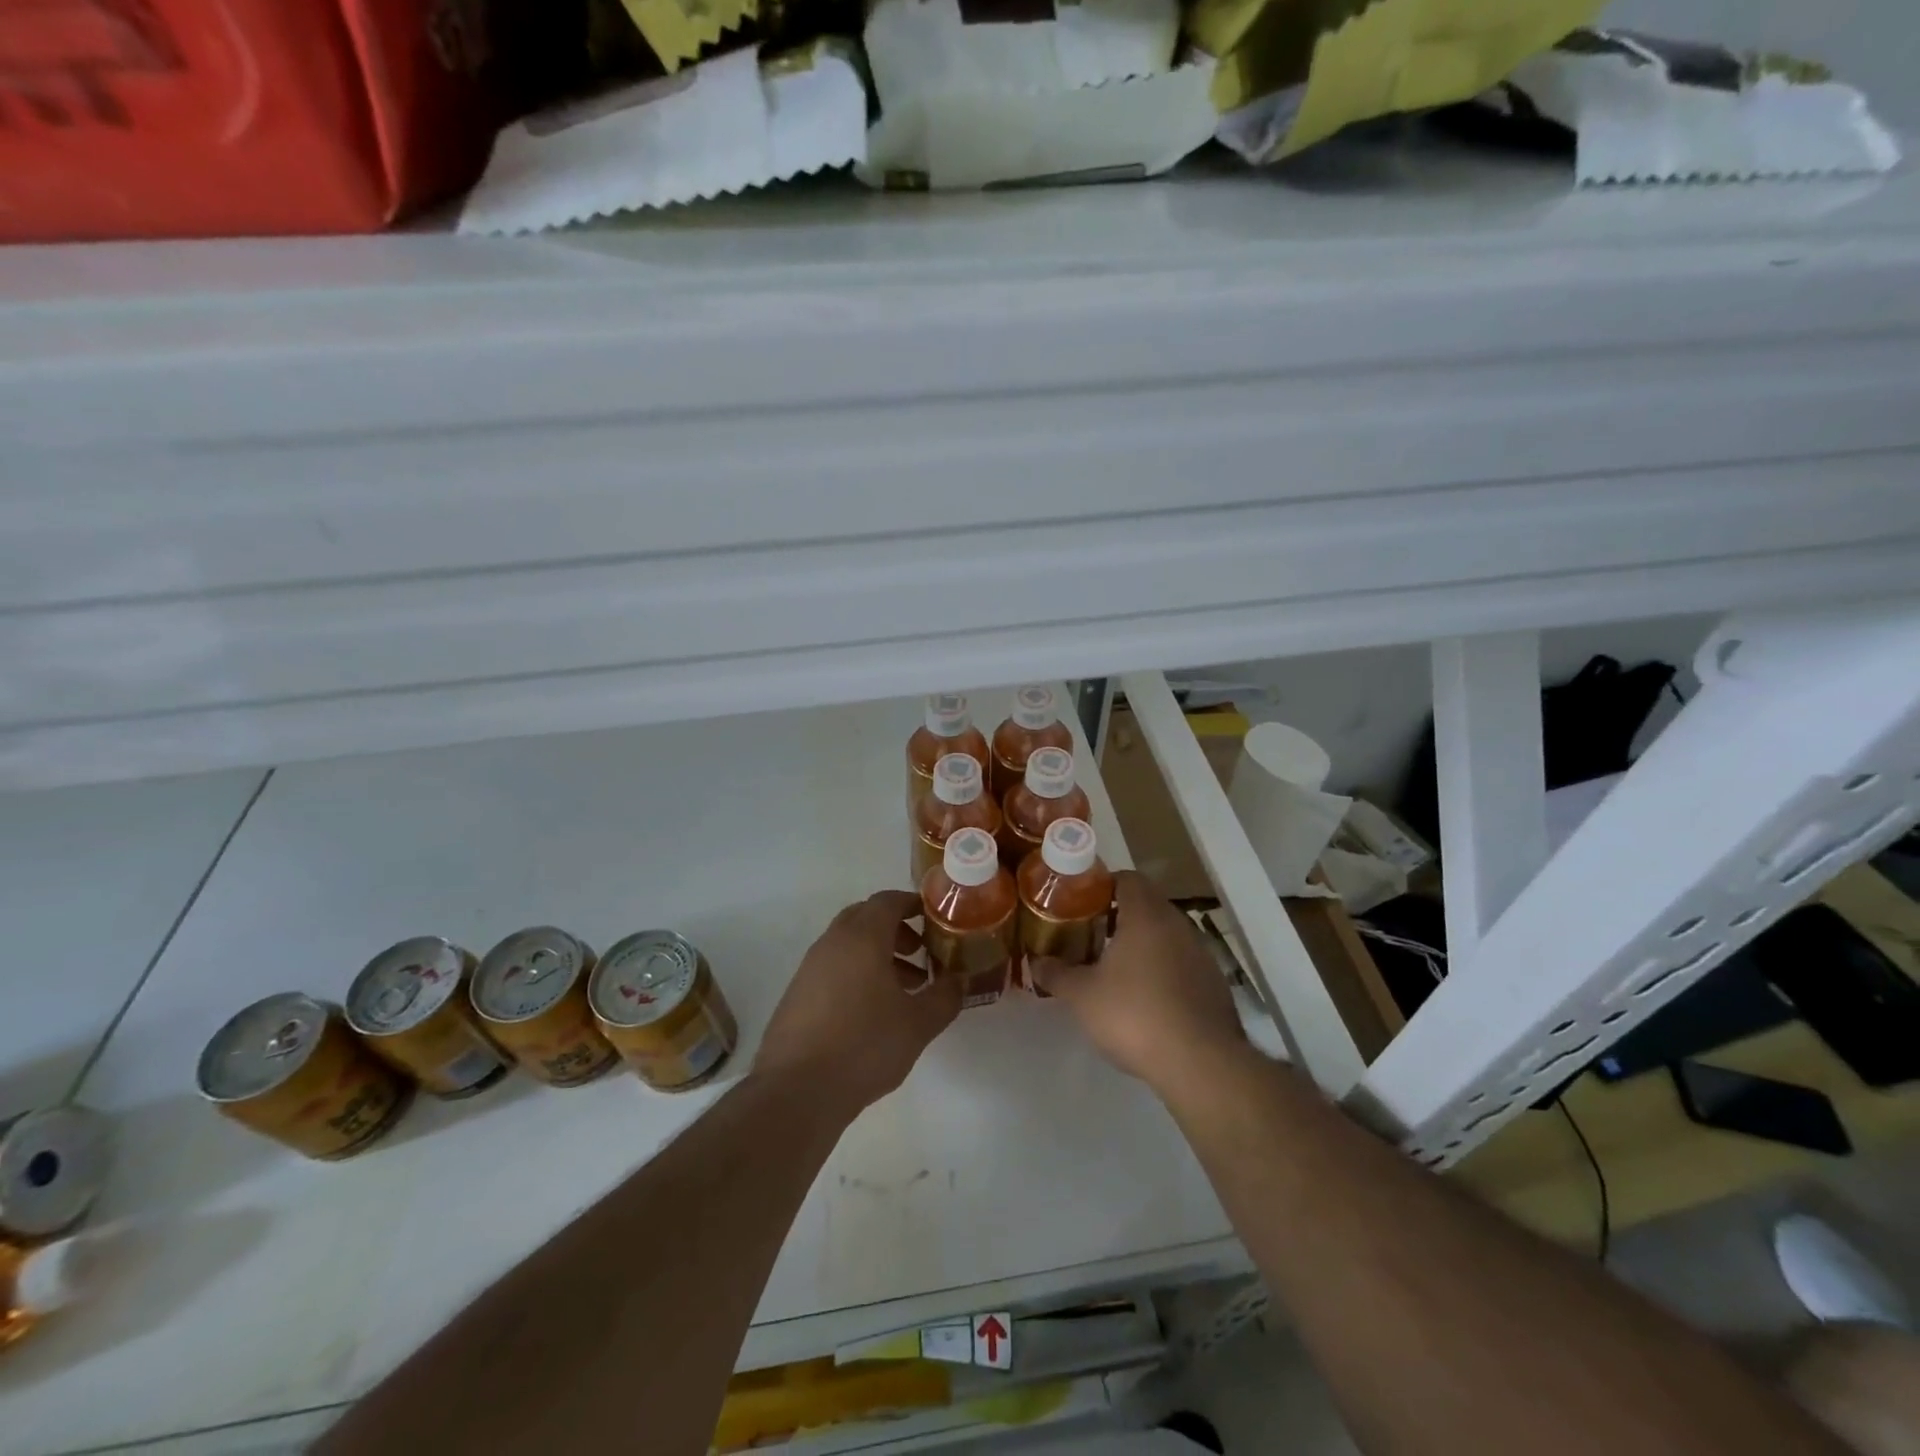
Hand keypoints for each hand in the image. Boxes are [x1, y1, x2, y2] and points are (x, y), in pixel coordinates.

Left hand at [754, 890, 961, 1114]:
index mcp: (862, 937)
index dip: (912, 903)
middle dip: (895, 929)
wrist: (797, 1090)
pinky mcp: (797, 994)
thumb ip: (945, 997)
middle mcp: (832, 942)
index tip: (933, 918)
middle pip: (865, 917)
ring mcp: (810, 968)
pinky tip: (872, 1012)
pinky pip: (833, 968)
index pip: (888, 900)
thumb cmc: (864, 1046)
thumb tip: (960, 980)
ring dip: (877, 955)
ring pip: (849, 945)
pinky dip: (857, 974)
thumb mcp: (918, 1024)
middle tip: (920, 953)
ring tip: (904, 989)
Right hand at [1030, 871, 1244, 1092]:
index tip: (1080, 904)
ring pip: (1166, 934)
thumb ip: (1056, 974)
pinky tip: (1146, 998)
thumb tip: (1036, 961)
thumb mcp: (1082, 996)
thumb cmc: (1135, 1015)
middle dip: (1119, 916)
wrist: (1201, 1063)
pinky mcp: (1214, 982)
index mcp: (1146, 915)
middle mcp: (1177, 924)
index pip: (1126, 878)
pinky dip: (1163, 968)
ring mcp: (1201, 953)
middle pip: (1146, 904)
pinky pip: (1182, 961)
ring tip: (1115, 968)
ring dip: (1142, 943)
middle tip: (1091, 935)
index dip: (1102, 886)